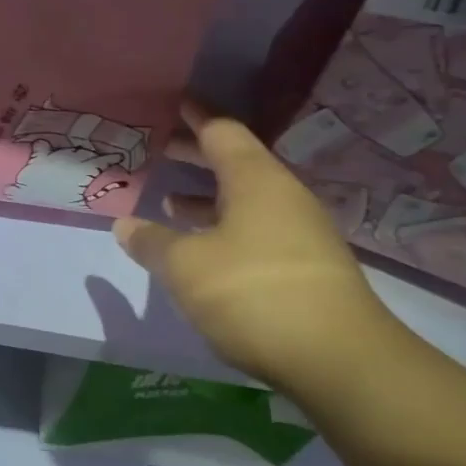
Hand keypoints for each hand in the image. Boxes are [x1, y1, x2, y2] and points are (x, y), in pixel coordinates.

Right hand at [113, 105, 402, 392]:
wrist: (340, 362)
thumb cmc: (253, 293)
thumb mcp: (185, 266)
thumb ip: (151, 242)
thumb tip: (125, 225)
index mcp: (256, 181)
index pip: (223, 132)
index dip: (196, 117)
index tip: (176, 104)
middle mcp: (283, 199)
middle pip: (236, 164)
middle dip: (196, 157)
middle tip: (160, 150)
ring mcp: (300, 235)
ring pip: (245, 202)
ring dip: (207, 199)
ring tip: (170, 204)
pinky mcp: (306, 270)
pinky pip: (255, 231)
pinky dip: (223, 229)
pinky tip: (201, 253)